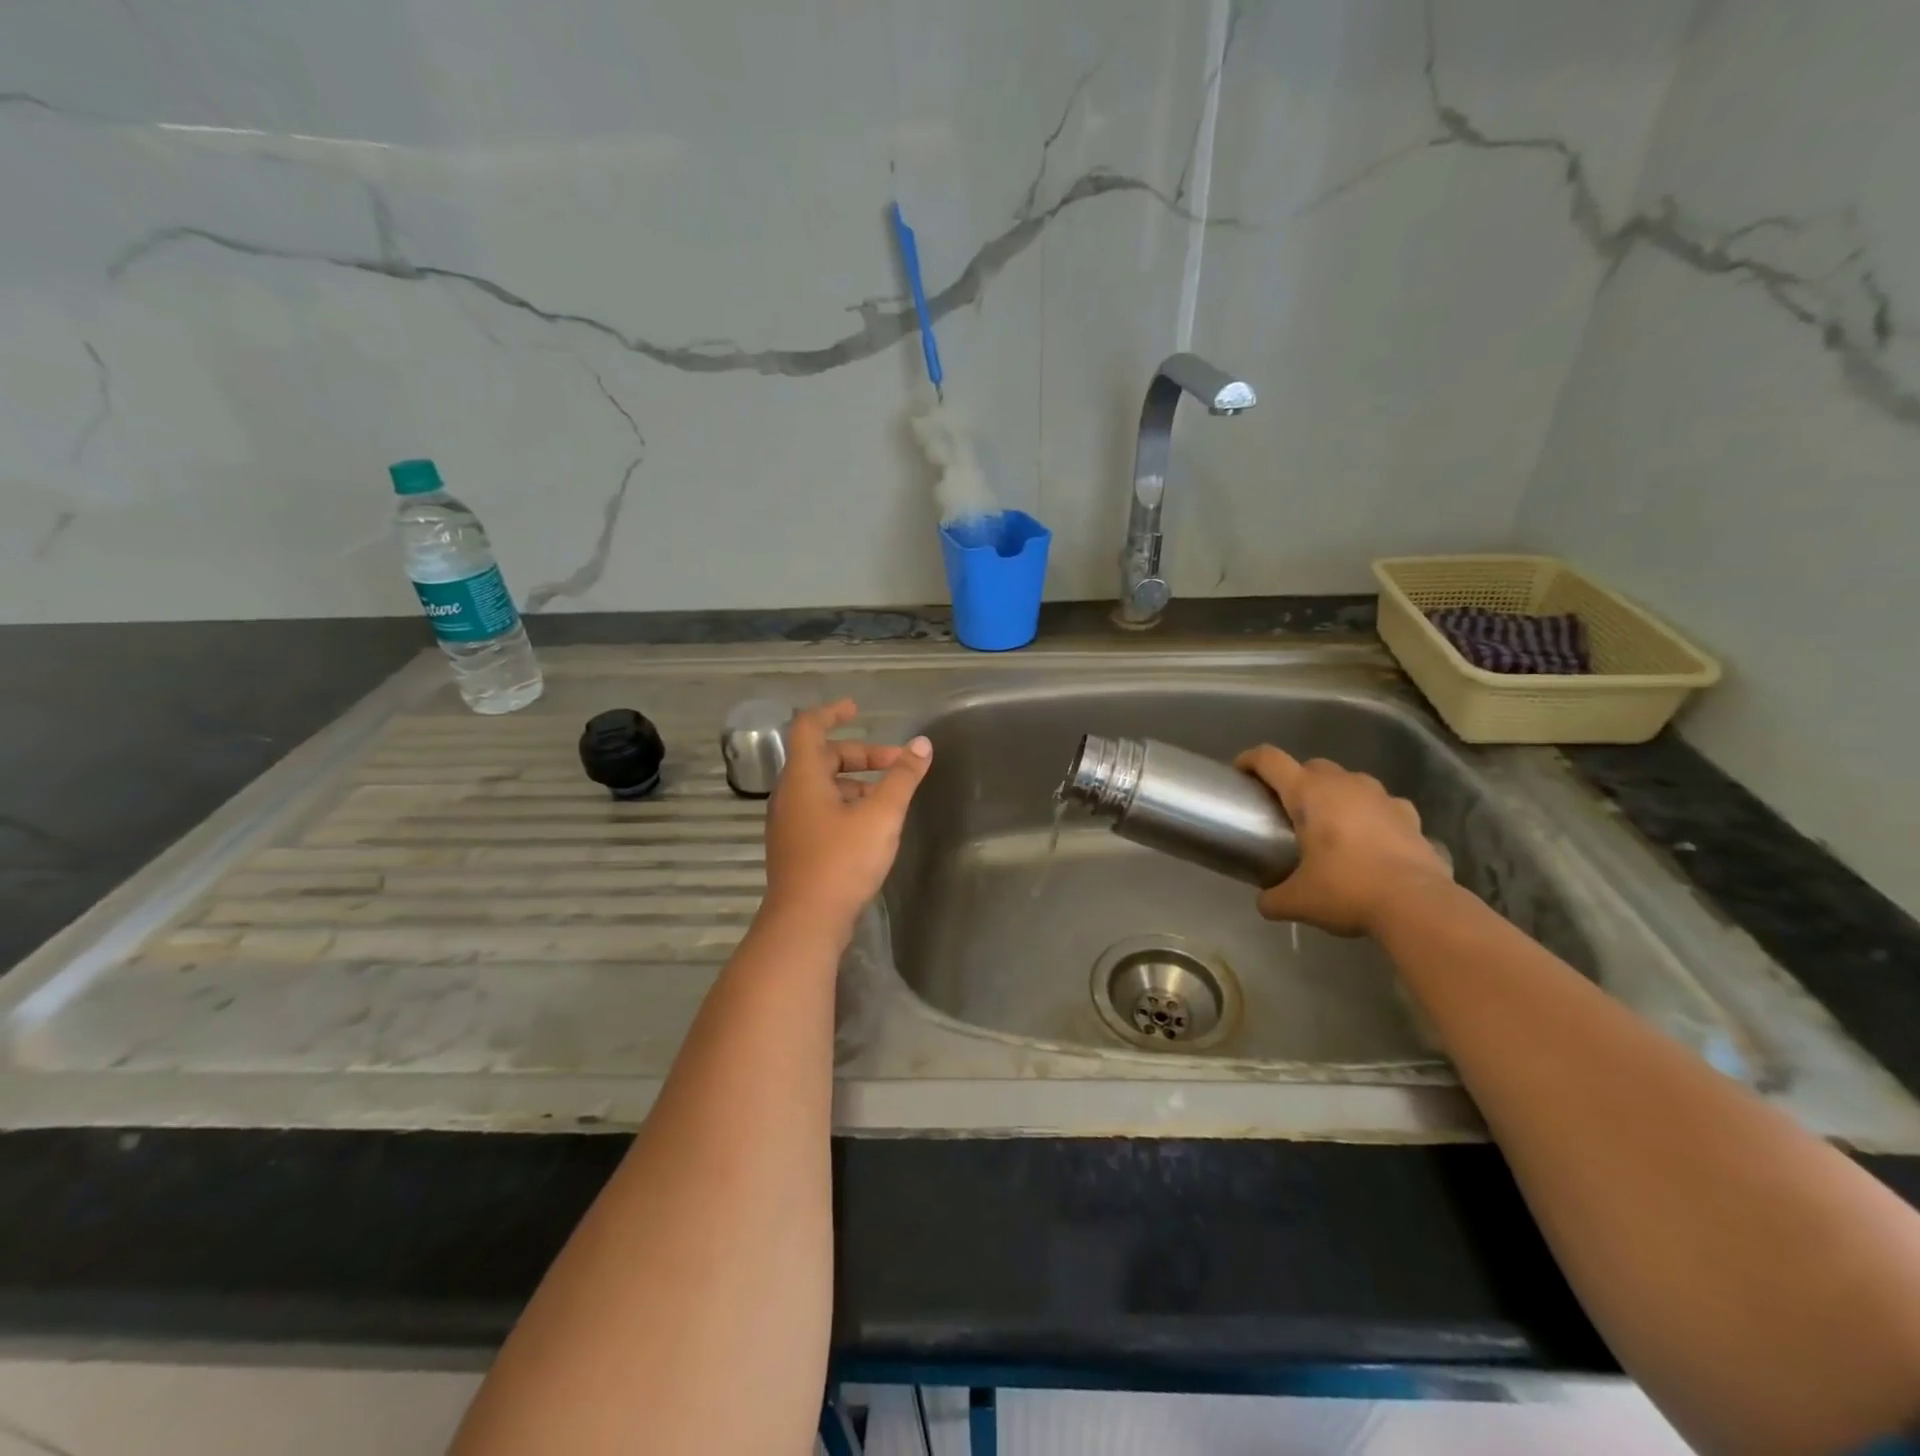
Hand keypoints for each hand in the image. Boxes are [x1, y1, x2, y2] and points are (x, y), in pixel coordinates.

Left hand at [761, 700, 932, 937]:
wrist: (805, 922)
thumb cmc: (842, 860)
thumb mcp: (881, 815)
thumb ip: (903, 777)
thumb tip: (922, 745)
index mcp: (803, 777)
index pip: (810, 727)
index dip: (832, 712)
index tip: (857, 708)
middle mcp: (789, 794)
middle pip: (822, 758)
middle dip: (862, 755)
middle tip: (898, 764)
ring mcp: (789, 822)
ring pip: (822, 787)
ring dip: (856, 783)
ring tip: (891, 798)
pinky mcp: (795, 847)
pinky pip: (820, 811)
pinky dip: (846, 805)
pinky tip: (871, 826)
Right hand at [1234, 746, 1452, 937]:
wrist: (1417, 904)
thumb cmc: (1347, 890)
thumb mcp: (1298, 901)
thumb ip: (1273, 898)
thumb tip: (1264, 902)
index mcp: (1308, 794)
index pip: (1270, 760)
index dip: (1249, 760)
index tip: (1239, 773)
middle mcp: (1344, 784)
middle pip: (1311, 765)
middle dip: (1296, 781)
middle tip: (1288, 811)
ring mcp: (1381, 796)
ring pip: (1349, 780)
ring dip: (1335, 794)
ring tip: (1331, 824)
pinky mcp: (1409, 814)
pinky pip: (1383, 804)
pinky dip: (1372, 814)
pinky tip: (1371, 838)